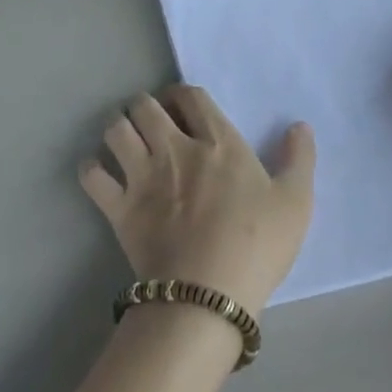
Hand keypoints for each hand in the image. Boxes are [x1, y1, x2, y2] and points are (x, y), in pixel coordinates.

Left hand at [79, 85, 314, 317]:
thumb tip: (300, 126)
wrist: (208, 296)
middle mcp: (175, 147)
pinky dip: (92, 169)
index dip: (182, 95)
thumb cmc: (257, 245)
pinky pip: (92, 175)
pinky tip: (102, 174)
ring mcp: (143, 176)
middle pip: (146, 105)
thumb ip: (299, 159)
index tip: (184, 107)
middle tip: (154, 124)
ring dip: (119, 129)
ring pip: (116, 130)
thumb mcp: (296, 202)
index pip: (190, 96)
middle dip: (146, 106)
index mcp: (217, 141)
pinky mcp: (119, 208)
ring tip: (127, 142)